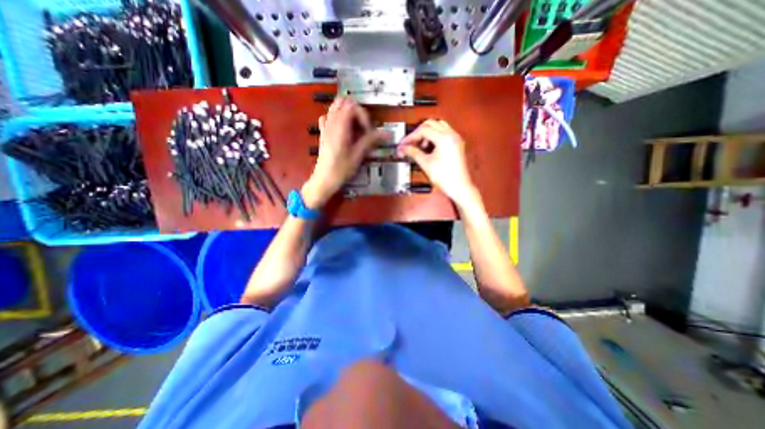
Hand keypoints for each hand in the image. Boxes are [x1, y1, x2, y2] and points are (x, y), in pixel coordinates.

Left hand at [304, 98, 390, 208]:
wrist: (324, 179)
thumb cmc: (341, 169)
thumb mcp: (358, 155)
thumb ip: (371, 140)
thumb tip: (387, 133)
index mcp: (340, 126)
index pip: (353, 106)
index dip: (364, 116)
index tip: (368, 131)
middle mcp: (331, 122)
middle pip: (343, 101)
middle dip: (356, 111)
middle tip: (363, 127)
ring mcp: (325, 126)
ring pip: (335, 107)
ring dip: (347, 113)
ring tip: (355, 128)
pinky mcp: (323, 133)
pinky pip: (328, 117)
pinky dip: (336, 118)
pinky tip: (342, 129)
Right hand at [397, 119, 478, 209]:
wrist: (459, 187)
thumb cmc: (446, 178)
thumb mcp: (426, 164)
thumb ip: (413, 153)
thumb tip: (404, 148)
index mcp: (444, 139)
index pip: (423, 130)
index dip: (411, 137)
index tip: (404, 144)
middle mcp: (451, 135)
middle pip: (430, 123)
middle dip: (418, 132)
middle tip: (410, 142)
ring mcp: (455, 139)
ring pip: (438, 126)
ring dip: (427, 132)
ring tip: (420, 145)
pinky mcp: (456, 144)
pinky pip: (444, 132)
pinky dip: (434, 136)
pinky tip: (429, 147)